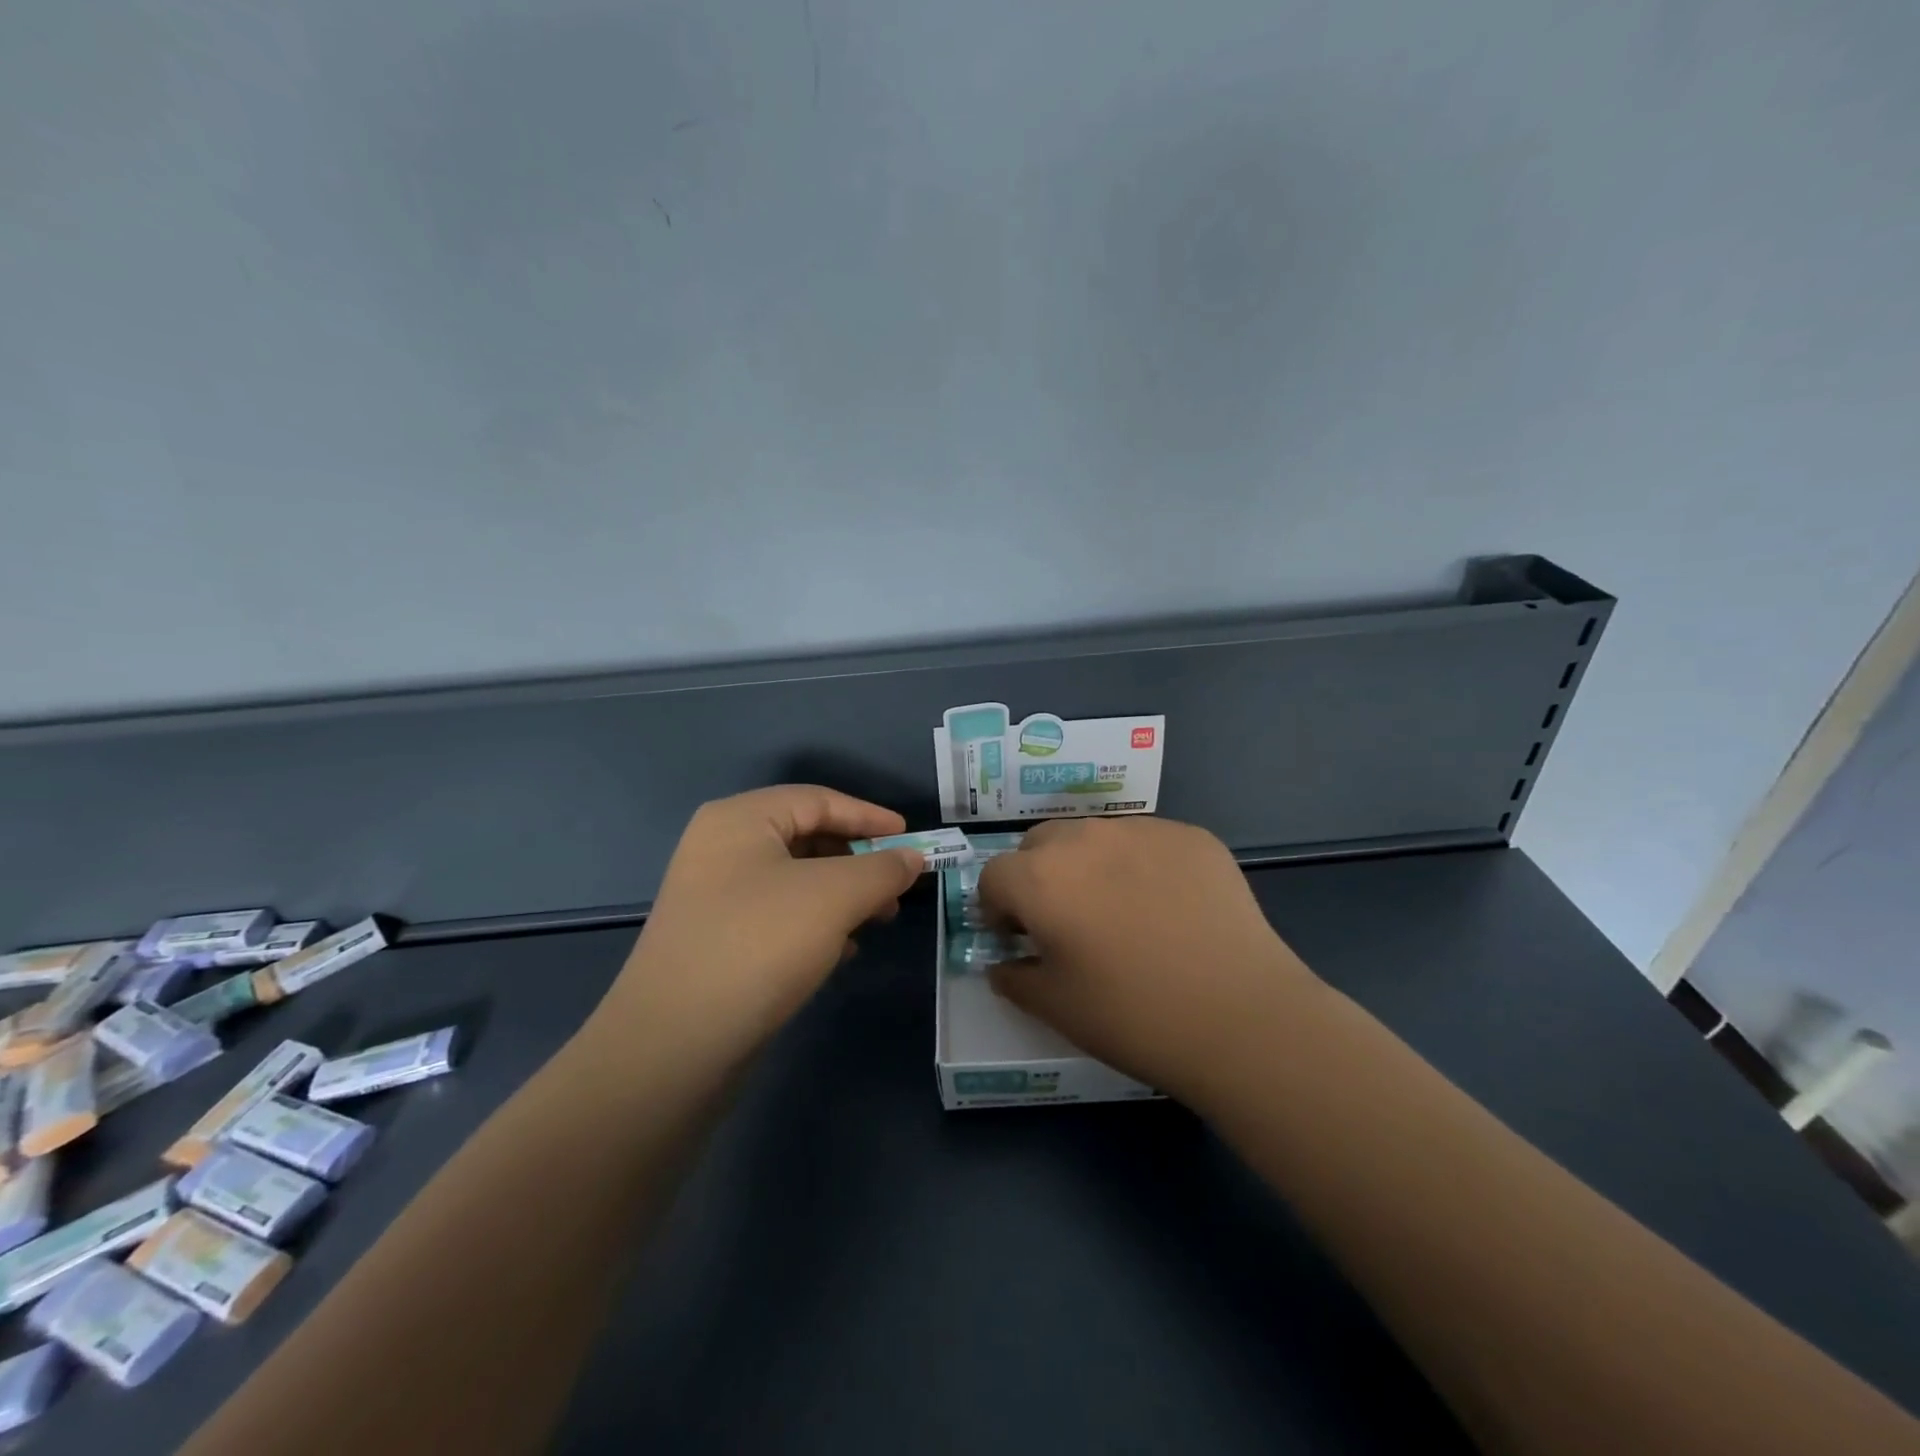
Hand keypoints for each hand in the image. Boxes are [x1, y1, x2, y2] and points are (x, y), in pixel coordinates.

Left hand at [594, 787, 922, 1064]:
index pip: (818, 800)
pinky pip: (778, 916)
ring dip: (843, 896)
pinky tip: (842, 952)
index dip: (870, 816)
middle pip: (807, 838)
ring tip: (878, 921)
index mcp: (740, 819)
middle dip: (859, 861)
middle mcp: (721, 848)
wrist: (673, 1045)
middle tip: (897, 887)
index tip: (912, 839)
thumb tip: (912, 859)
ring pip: (796, 881)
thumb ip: (882, 870)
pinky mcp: (716, 940)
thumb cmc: (759, 945)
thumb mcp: (834, 897)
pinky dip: (816, 925)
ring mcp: (714, 897)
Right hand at [977, 816, 1320, 1104]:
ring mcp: (1143, 830)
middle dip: (1038, 876)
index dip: (997, 908)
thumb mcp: (1056, 1007)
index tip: (1018, 937)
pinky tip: (1168, 907)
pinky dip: (1141, 864)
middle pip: (1040, 843)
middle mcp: (1085, 837)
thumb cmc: (1134, 1016)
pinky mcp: (1191, 836)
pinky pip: (1147, 841)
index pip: (995, 875)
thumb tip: (1003, 963)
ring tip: (1120, 910)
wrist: (1241, 1017)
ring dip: (1088, 863)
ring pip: (1094, 835)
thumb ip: (1015, 977)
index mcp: (1041, 877)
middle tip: (1064, 920)